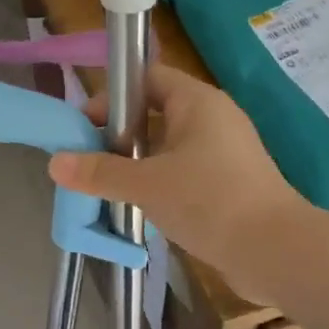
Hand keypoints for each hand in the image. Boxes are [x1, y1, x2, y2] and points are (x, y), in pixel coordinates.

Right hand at [48, 67, 307, 294]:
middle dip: (119, 135)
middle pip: (155, 113)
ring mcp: (223, 153)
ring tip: (107, 186)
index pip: (147, 78)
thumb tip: (55, 162)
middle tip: (90, 160)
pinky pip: (183, 172)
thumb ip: (100, 172)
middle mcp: (212, 119)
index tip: (85, 126)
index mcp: (197, 102)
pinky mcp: (228, 184)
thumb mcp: (146, 184)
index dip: (113, 97)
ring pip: (168, 147)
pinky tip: (140, 206)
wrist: (274, 250)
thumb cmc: (209, 201)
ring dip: (137, 163)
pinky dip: (159, 183)